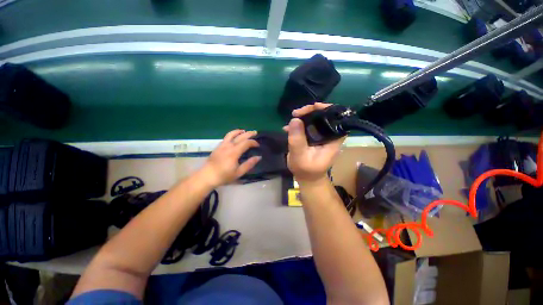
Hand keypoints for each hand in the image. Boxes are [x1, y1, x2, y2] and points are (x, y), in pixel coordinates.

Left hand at [201, 130, 260, 187]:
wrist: (207, 176)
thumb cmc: (224, 175)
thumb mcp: (239, 172)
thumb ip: (249, 164)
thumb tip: (259, 157)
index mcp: (234, 152)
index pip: (246, 143)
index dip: (253, 142)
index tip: (258, 145)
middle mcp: (229, 146)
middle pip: (240, 136)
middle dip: (249, 134)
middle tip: (255, 133)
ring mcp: (222, 145)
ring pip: (231, 134)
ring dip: (239, 131)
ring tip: (244, 131)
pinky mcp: (218, 146)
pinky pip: (226, 137)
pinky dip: (232, 134)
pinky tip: (235, 137)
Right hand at [283, 102, 345, 182]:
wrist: (306, 178)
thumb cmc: (305, 170)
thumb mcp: (300, 157)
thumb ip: (297, 140)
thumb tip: (295, 119)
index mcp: (333, 140)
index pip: (338, 119)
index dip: (328, 110)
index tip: (314, 107)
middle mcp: (330, 136)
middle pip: (325, 116)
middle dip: (311, 111)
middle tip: (297, 113)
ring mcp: (321, 136)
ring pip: (316, 120)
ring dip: (304, 117)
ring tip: (292, 118)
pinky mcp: (313, 137)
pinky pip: (308, 126)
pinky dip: (299, 124)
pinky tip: (289, 127)